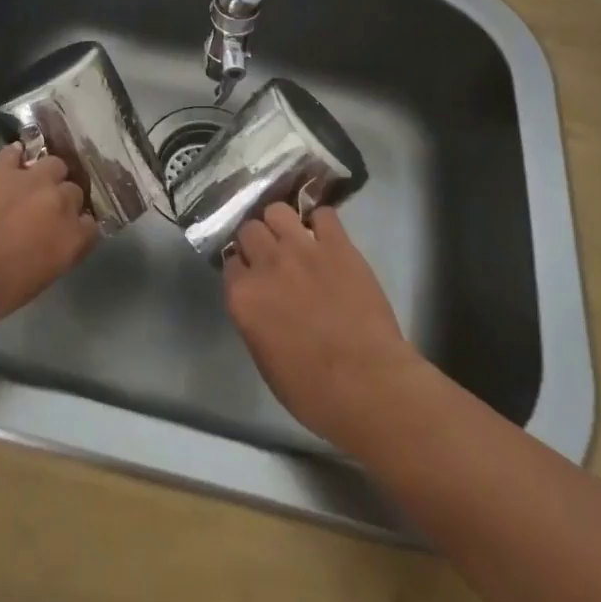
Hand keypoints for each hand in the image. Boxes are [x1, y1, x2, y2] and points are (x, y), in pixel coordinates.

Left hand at [0, 145, 94, 339]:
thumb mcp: (29, 286)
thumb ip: (49, 257)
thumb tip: (47, 243)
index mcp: (69, 240)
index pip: (91, 225)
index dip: (76, 228)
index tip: (63, 234)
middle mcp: (57, 203)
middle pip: (74, 191)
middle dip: (61, 199)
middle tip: (40, 212)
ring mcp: (28, 178)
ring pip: (52, 164)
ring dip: (43, 175)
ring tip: (25, 186)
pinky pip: (15, 153)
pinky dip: (13, 161)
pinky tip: (1, 172)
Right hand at [223, 203, 426, 454]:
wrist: (369, 386)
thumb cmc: (313, 391)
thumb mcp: (264, 359)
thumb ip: (253, 319)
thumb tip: (259, 301)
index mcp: (242, 296)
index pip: (230, 261)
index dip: (242, 268)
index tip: (253, 276)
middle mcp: (267, 264)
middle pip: (249, 229)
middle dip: (258, 240)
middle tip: (272, 257)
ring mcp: (302, 249)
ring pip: (278, 210)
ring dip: (282, 223)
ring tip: (294, 239)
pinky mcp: (338, 245)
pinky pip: (322, 214)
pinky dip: (321, 222)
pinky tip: (326, 238)